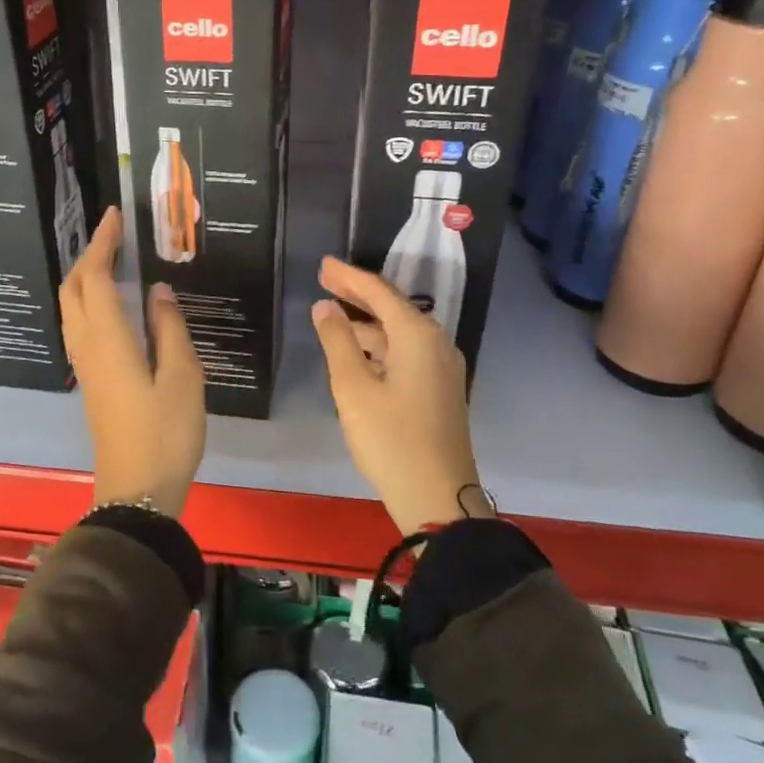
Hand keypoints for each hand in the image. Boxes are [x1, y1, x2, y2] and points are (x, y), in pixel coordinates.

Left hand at [60, 208, 205, 518]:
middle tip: (114, 235)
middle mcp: (88, 347)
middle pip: (74, 290)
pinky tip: (114, 304)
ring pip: (73, 309)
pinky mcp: (91, 381)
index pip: (97, 278)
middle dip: (89, 256)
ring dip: (86, 278)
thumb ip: (169, 328)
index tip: (115, 216)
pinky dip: (91, 301)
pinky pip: (81, 326)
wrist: (137, 491)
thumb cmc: (166, 433)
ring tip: (113, 260)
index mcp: (108, 340)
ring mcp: (85, 366)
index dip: (103, 244)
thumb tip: (159, 290)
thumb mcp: (183, 377)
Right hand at [310, 257, 490, 535]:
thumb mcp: (353, 388)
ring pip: (399, 332)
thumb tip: (324, 307)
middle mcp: (436, 343)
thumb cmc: (391, 439)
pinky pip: (406, 352)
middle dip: (357, 294)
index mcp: (418, 335)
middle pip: (393, 307)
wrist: (439, 498)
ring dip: (367, 322)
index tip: (322, 264)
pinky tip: (357, 352)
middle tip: (324, 280)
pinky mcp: (439, 389)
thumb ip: (337, 341)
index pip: (379, 291)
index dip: (348, 276)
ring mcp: (441, 367)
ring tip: (333, 317)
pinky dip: (380, 345)